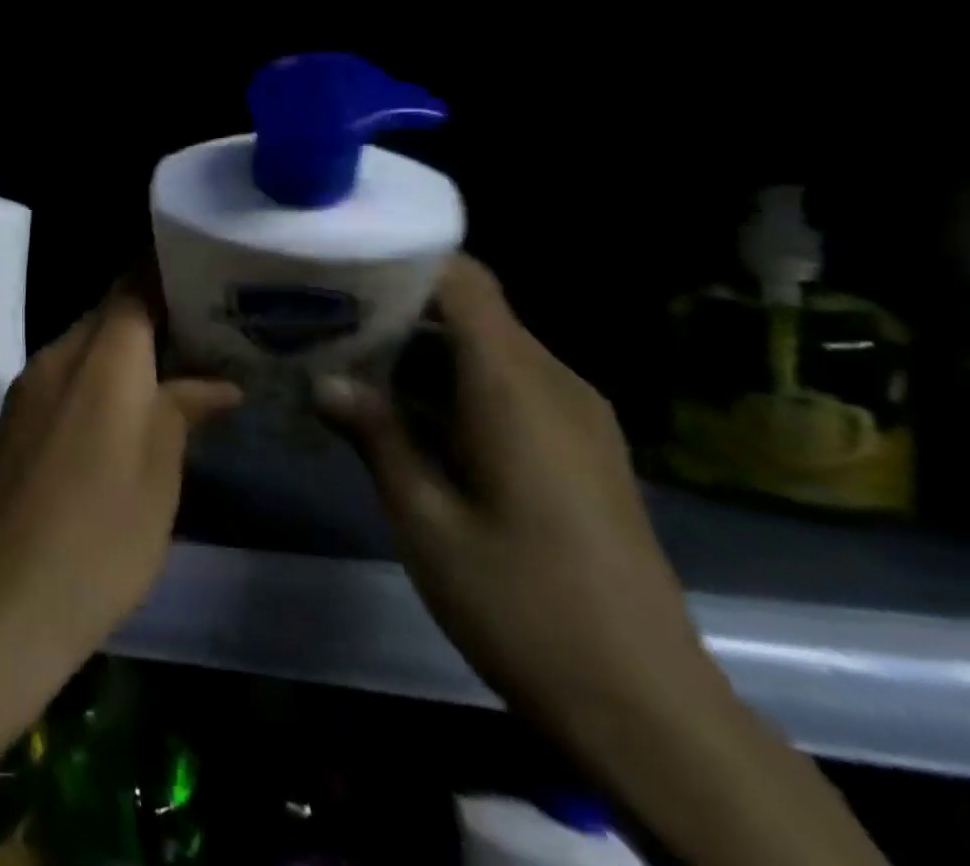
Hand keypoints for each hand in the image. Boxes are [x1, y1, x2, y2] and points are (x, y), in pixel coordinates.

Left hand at [0, 279, 239, 713]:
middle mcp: (57, 355)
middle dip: (153, 315)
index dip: (166, 271)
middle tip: (204, 331)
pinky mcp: (13, 421)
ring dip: (125, 353)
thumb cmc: (99, 536)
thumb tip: (217, 383)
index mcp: (101, 356)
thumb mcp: (159, 476)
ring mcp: (27, 387)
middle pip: (108, 314)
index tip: (203, 274)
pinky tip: (123, 414)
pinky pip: (63, 378)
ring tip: (175, 371)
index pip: (134, 285)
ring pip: (85, 347)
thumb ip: (184, 411)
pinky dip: (97, 381)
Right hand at [315, 255, 725, 754]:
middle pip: (470, 312)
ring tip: (348, 365)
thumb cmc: (522, 604)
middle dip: (396, 309)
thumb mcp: (424, 519)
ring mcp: (574, 418)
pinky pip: (507, 387)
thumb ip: (375, 436)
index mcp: (516, 387)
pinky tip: (402, 417)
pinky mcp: (579, 449)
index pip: (464, 281)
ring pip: (485, 350)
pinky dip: (451, 386)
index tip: (342, 264)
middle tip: (324, 319)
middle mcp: (553, 384)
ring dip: (419, 352)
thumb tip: (323, 382)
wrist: (648, 710)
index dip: (405, 260)